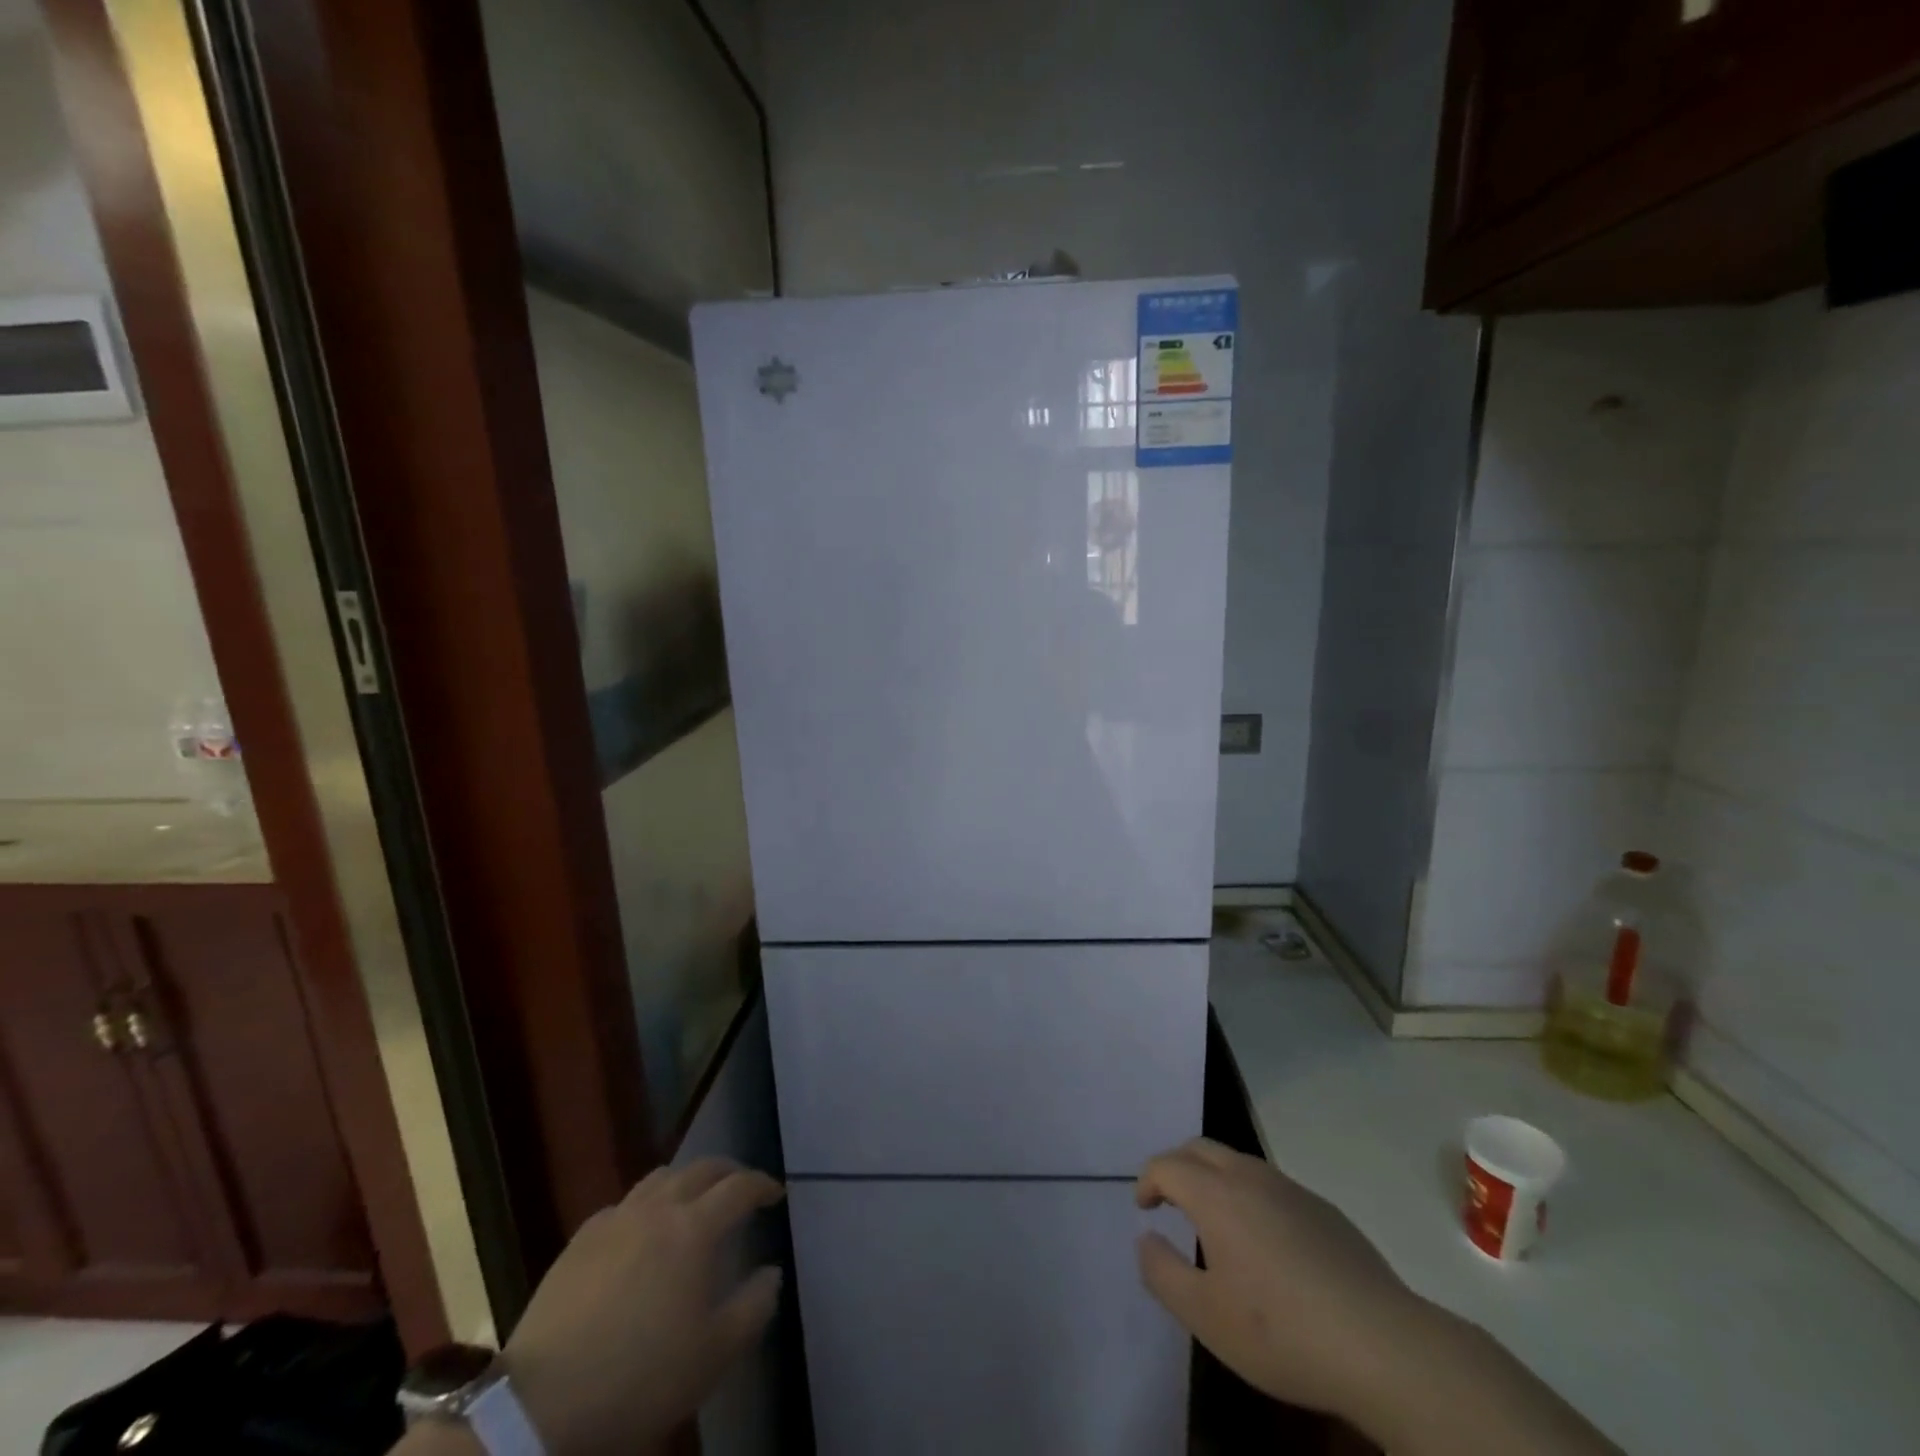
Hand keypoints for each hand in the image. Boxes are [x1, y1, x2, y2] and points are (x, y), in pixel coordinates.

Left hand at [503, 1159, 784, 1455]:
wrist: (542, 1402)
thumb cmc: (640, 1377)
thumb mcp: (713, 1355)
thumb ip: (753, 1308)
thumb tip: (772, 1273)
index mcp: (695, 1228)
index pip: (739, 1187)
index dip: (762, 1185)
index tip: (776, 1194)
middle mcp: (659, 1207)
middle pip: (702, 1169)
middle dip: (728, 1172)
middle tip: (741, 1186)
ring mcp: (616, 1218)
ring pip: (661, 1177)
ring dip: (686, 1180)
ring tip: (694, 1200)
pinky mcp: (581, 1239)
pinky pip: (624, 1204)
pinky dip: (646, 1204)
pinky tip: (641, 1231)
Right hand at [1134, 1138, 1426, 1425]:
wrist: (1382, 1346)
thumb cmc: (1281, 1331)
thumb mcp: (1206, 1316)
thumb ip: (1163, 1272)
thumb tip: (1146, 1238)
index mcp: (1216, 1194)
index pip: (1167, 1165)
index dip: (1148, 1180)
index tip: (1144, 1207)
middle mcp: (1250, 1177)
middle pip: (1200, 1148)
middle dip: (1177, 1165)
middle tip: (1169, 1199)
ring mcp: (1291, 1189)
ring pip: (1238, 1162)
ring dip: (1214, 1177)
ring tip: (1213, 1218)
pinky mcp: (1324, 1210)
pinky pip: (1271, 1185)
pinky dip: (1250, 1195)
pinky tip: (1265, 1242)